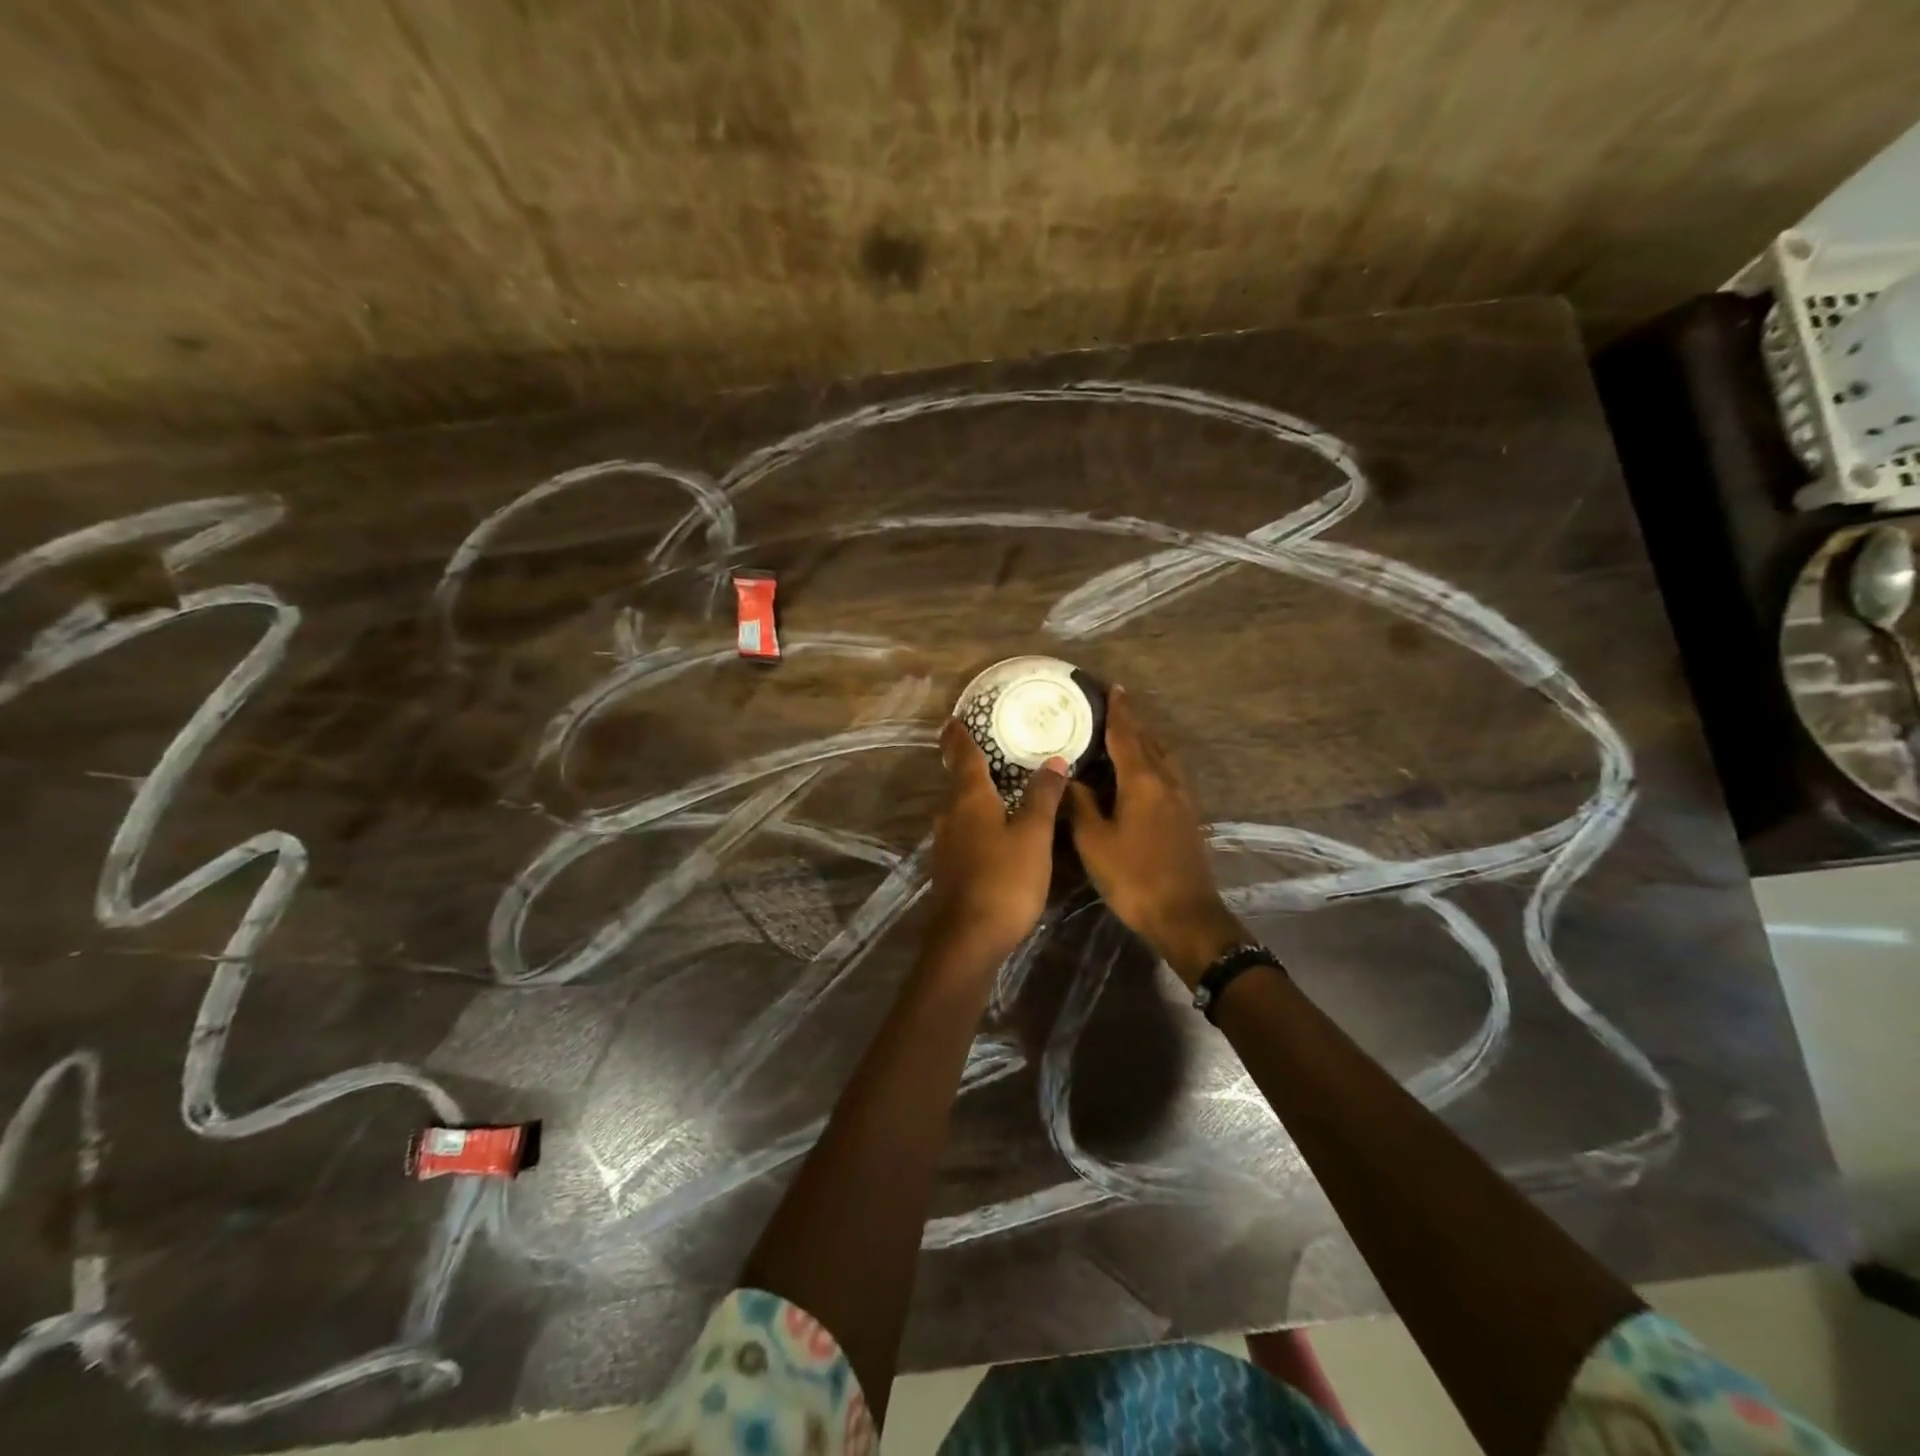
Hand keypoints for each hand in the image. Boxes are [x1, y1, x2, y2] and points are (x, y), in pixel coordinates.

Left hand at [926, 718, 1069, 962]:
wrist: (969, 939)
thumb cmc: (1005, 880)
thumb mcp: (1033, 836)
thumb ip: (1043, 796)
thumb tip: (1053, 760)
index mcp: (969, 799)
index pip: (963, 756)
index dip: (959, 736)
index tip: (954, 718)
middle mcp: (950, 815)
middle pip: (959, 781)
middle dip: (969, 763)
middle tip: (990, 747)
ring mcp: (946, 843)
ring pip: (960, 808)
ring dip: (975, 794)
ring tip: (998, 785)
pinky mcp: (949, 867)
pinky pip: (964, 830)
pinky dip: (977, 819)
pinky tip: (994, 828)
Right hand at [1067, 687, 1245, 984]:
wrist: (1184, 915)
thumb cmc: (1133, 876)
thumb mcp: (1093, 841)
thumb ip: (1080, 804)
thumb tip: (1068, 777)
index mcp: (1142, 780)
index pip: (1127, 734)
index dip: (1118, 710)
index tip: (1111, 687)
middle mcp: (1166, 780)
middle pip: (1148, 740)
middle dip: (1132, 720)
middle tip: (1112, 704)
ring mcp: (1181, 798)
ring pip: (1162, 756)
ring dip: (1144, 739)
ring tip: (1124, 732)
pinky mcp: (1186, 815)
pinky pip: (1167, 773)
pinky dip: (1151, 760)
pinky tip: (1140, 771)